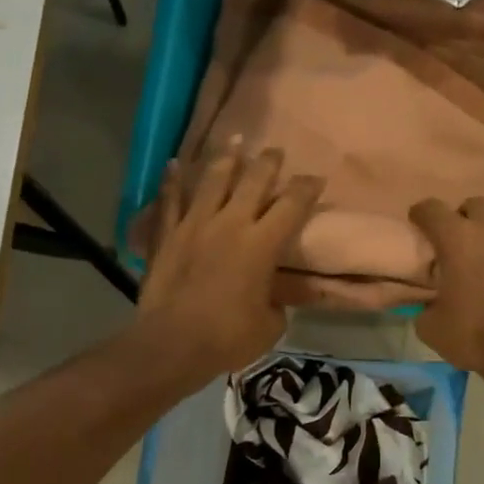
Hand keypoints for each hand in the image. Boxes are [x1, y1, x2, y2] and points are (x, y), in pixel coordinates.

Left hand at [135, 145, 322, 381]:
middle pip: (254, 181)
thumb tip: (270, 294)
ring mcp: (195, 224)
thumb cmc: (228, 337)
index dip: (307, 188)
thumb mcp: (271, 325)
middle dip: (269, 163)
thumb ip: (275, 301)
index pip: (292, 205)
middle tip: (277, 152)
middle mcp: (231, 223)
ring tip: (235, 140)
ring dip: (227, 158)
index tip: (316, 178)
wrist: (172, 343)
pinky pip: (169, 199)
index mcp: (262, 244)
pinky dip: (172, 180)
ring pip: (213, 180)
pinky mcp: (166, 234)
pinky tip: (174, 163)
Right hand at [408, 197, 483, 388]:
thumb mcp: (431, 328)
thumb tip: (431, 302)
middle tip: (467, 242)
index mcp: (458, 239)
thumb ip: (427, 305)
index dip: (423, 214)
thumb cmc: (476, 338)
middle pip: (477, 204)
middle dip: (468, 219)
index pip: (431, 209)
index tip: (421, 222)